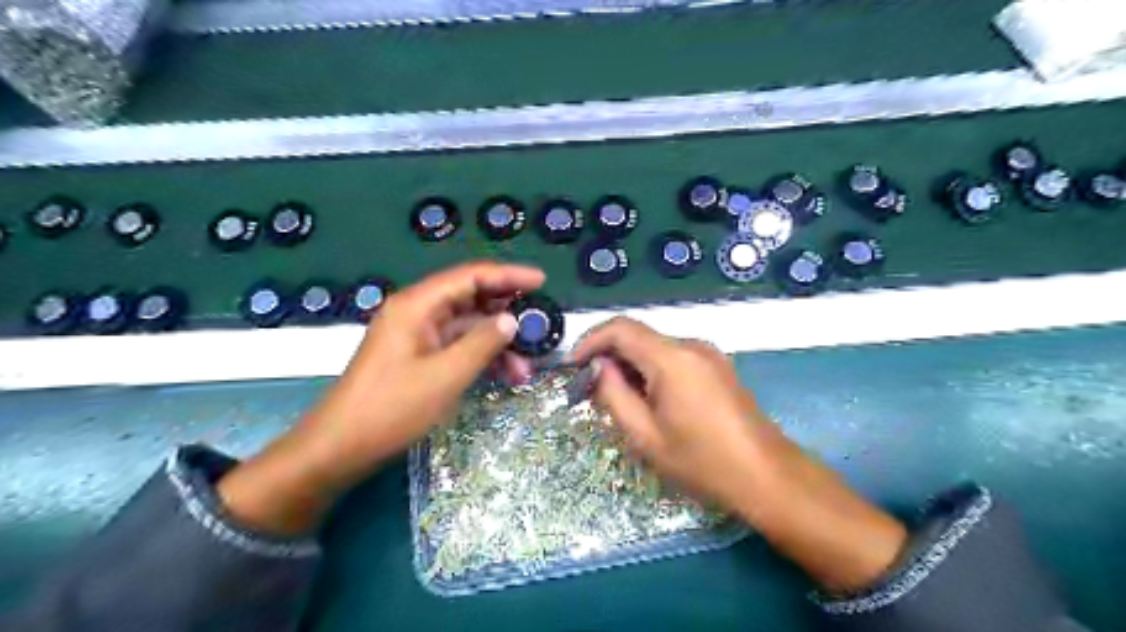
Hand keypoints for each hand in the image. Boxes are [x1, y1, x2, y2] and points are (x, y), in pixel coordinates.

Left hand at [218, 262, 546, 536]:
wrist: (340, 448)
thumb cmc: (392, 408)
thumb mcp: (446, 375)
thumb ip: (483, 343)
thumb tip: (511, 320)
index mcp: (418, 305)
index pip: (471, 276)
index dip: (509, 276)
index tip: (542, 281)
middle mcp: (418, 313)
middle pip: (471, 300)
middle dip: (507, 314)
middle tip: (540, 327)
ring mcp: (418, 336)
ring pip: (468, 328)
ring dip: (498, 344)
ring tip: (527, 368)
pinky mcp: (419, 358)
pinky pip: (457, 348)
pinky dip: (481, 358)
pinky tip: (506, 376)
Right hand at [573, 316, 785, 513]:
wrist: (766, 476)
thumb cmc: (702, 461)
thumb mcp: (645, 436)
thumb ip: (614, 395)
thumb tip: (598, 369)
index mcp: (671, 358)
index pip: (620, 328)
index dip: (590, 341)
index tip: (572, 367)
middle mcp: (691, 345)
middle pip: (638, 337)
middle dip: (609, 358)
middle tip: (592, 392)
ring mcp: (708, 354)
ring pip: (655, 348)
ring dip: (631, 366)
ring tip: (619, 402)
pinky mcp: (717, 367)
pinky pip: (674, 358)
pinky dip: (652, 371)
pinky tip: (649, 401)